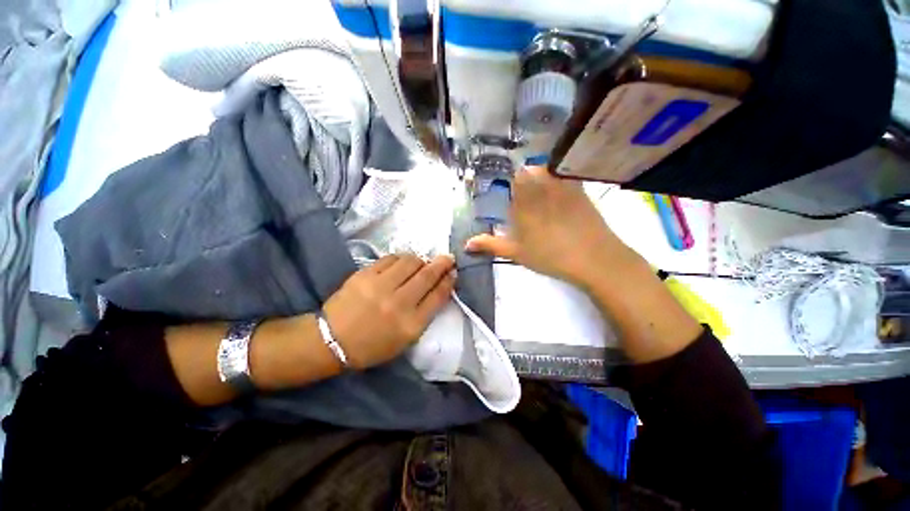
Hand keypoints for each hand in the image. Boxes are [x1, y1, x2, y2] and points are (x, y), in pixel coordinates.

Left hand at [322, 254, 454, 368]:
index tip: (453, 273)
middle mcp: (398, 303)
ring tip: (420, 264)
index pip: (438, 296)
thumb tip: (437, 288)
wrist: (333, 341)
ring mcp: (380, 287)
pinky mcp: (364, 275)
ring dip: (421, 260)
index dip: (448, 281)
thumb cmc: (373, 345)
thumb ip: (424, 313)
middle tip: (447, 258)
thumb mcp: (405, 338)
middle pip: (427, 276)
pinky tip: (401, 264)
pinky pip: (390, 259)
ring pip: (410, 262)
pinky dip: (401, 259)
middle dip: (442, 264)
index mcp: (411, 324)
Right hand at [466, 166, 632, 286]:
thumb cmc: (548, 255)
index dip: (510, 184)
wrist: (592, 257)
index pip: (512, 179)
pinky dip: (559, 178)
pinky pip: (564, 174)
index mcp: (522, 201)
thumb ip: (491, 244)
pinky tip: (559, 194)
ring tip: (541, 196)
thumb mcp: (516, 252)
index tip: (510, 195)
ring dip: (540, 177)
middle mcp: (539, 187)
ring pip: (545, 170)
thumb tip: (466, 243)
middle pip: (527, 171)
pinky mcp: (579, 188)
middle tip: (525, 198)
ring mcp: (561, 185)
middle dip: (523, 180)